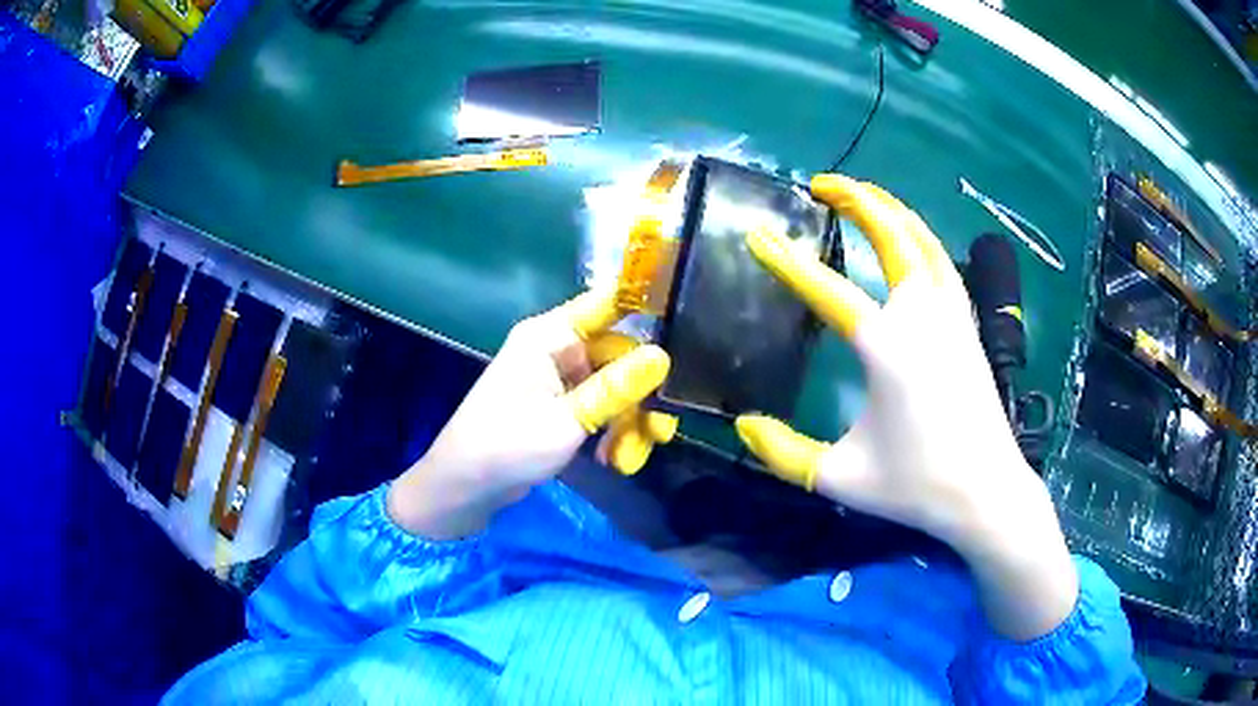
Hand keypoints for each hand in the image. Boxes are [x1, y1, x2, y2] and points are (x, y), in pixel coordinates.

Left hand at [387, 291, 669, 539]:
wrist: (465, 488)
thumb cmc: (506, 445)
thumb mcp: (565, 420)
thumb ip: (615, 389)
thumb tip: (663, 357)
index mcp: (550, 337)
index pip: (607, 304)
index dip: (647, 303)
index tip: (690, 315)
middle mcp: (557, 351)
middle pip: (620, 357)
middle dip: (642, 396)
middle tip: (660, 432)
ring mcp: (560, 381)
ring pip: (615, 388)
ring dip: (628, 422)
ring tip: (630, 459)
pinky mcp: (562, 408)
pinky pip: (601, 409)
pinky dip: (611, 433)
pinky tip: (613, 462)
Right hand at [736, 174, 1076, 640]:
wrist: (987, 492)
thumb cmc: (916, 486)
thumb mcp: (839, 477)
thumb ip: (783, 453)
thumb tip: (742, 426)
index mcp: (887, 348)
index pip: (829, 290)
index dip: (788, 262)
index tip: (758, 235)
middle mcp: (923, 316)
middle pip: (891, 236)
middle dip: (855, 199)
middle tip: (821, 183)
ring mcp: (952, 315)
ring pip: (923, 240)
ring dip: (891, 209)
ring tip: (863, 194)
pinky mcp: (969, 325)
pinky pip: (942, 262)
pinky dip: (920, 237)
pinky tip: (909, 239)